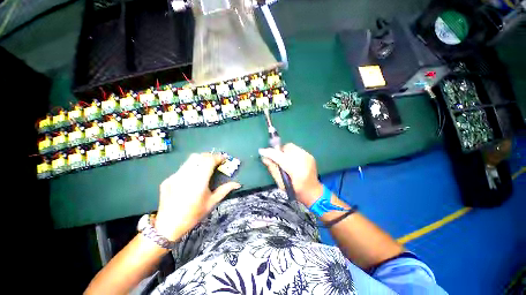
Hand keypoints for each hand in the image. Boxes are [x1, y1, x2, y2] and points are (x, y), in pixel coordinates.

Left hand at [154, 153, 240, 240]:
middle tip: (216, 161)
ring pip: (190, 160)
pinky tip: (193, 176)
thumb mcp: (212, 202)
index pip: (209, 161)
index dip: (218, 157)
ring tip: (206, 165)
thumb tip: (238, 184)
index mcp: (198, 182)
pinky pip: (183, 167)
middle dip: (210, 156)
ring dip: (201, 159)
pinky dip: (192, 167)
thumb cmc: (193, 215)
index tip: (224, 158)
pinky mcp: (168, 178)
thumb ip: (225, 190)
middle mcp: (186, 176)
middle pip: (199, 157)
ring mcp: (175, 176)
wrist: (168, 225)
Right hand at [259, 143, 322, 206]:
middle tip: (276, 159)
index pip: (280, 157)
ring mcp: (308, 156)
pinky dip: (291, 152)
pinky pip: (296, 149)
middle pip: (286, 148)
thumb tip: (264, 158)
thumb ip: (273, 169)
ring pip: (291, 146)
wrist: (313, 192)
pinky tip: (292, 161)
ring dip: (284, 151)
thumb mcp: (281, 184)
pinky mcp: (309, 155)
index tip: (261, 151)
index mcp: (296, 170)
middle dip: (278, 152)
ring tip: (284, 160)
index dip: (270, 153)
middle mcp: (303, 160)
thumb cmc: (295, 191)